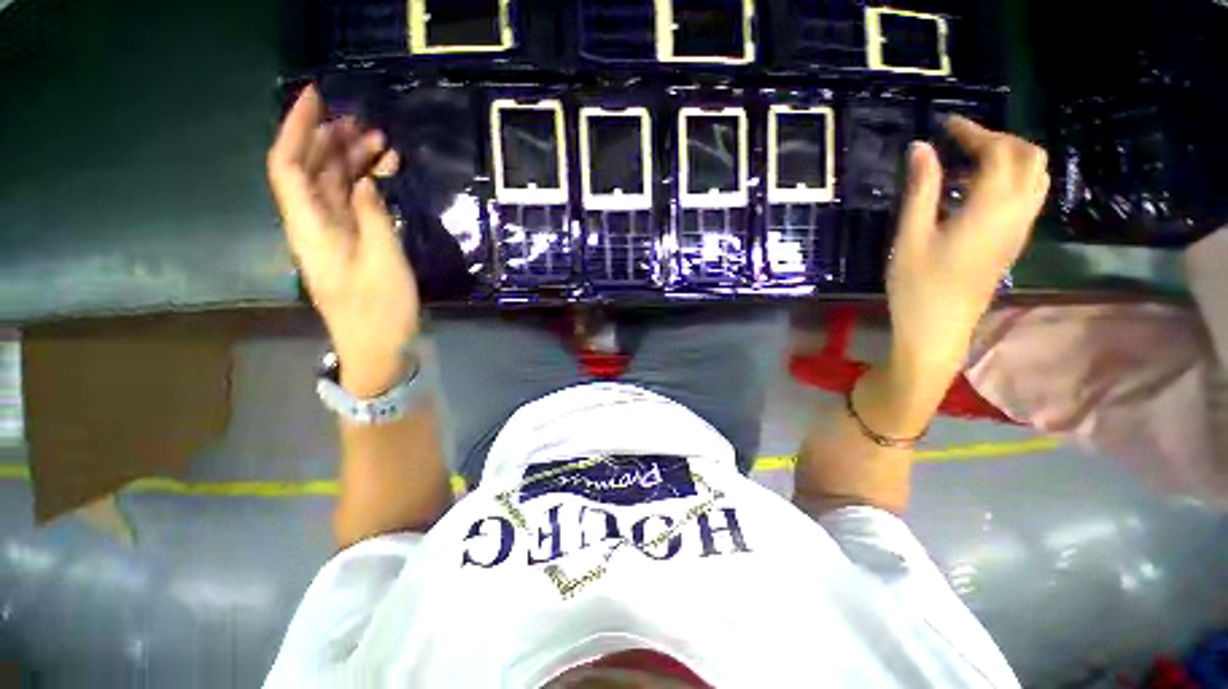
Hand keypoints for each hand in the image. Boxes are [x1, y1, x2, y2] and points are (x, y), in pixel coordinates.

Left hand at [267, 85, 416, 395]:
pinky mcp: (351, 245)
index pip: (289, 165)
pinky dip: (363, 186)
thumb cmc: (381, 309)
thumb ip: (372, 216)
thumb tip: (363, 180)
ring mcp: (333, 236)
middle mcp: (314, 225)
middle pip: (310, 170)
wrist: (379, 346)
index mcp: (311, 228)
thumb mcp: (384, 260)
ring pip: (330, 186)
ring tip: (380, 143)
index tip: (316, 97)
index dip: (297, 128)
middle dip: (331, 139)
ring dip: (350, 161)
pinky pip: (350, 205)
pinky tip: (380, 177)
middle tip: (364, 122)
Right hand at [887, 116, 1048, 380]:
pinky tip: (976, 191)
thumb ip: (921, 190)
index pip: (999, 152)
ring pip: (1035, 175)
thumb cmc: (917, 286)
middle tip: (959, 143)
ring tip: (968, 163)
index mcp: (991, 209)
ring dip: (1009, 157)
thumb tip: (921, 148)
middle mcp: (1016, 213)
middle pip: (1029, 156)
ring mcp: (1019, 228)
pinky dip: (1010, 178)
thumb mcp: (911, 237)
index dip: (975, 132)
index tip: (946, 125)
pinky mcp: (1014, 241)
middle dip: (998, 139)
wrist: (939, 329)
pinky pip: (1027, 195)